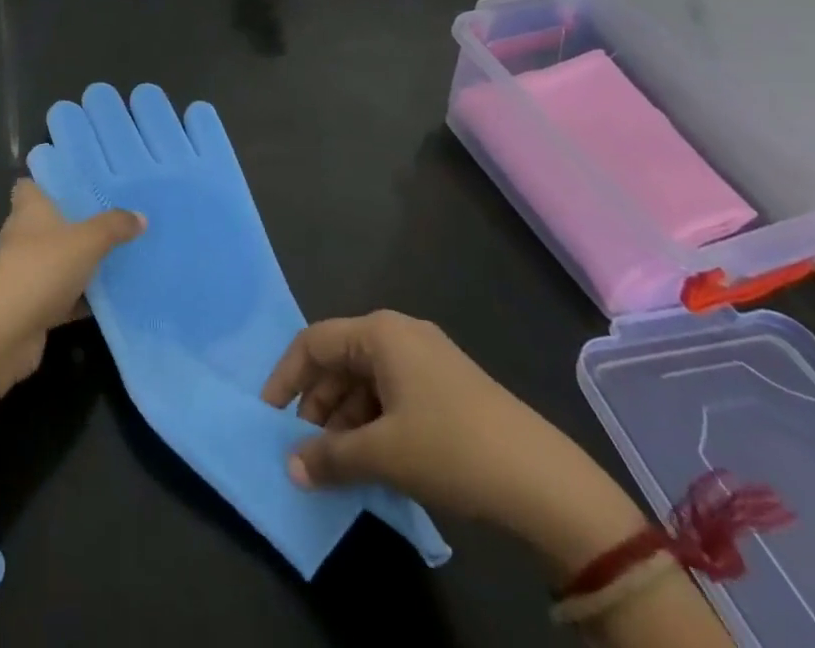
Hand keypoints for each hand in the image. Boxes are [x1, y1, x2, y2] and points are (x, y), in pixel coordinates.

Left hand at [0, 180, 144, 387]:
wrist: (4, 332)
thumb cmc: (41, 268)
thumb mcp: (86, 241)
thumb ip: (113, 226)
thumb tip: (140, 216)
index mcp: (29, 210)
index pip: (32, 185)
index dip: (51, 181)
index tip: (80, 180)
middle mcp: (24, 237)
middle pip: (50, 222)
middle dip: (78, 221)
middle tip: (115, 216)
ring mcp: (26, 273)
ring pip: (60, 260)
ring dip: (83, 262)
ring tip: (122, 253)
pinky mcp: (33, 306)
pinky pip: (64, 296)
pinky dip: (84, 298)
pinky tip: (113, 298)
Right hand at [261, 312, 646, 572]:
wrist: (544, 481)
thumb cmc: (451, 448)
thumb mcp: (383, 454)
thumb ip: (330, 456)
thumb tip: (291, 466)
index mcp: (380, 332)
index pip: (314, 342)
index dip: (286, 377)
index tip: (269, 416)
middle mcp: (400, 335)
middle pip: (340, 361)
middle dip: (317, 404)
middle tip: (304, 448)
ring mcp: (428, 360)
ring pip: (367, 382)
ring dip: (345, 420)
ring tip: (336, 464)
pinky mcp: (448, 388)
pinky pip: (393, 395)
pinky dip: (374, 424)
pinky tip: (372, 461)